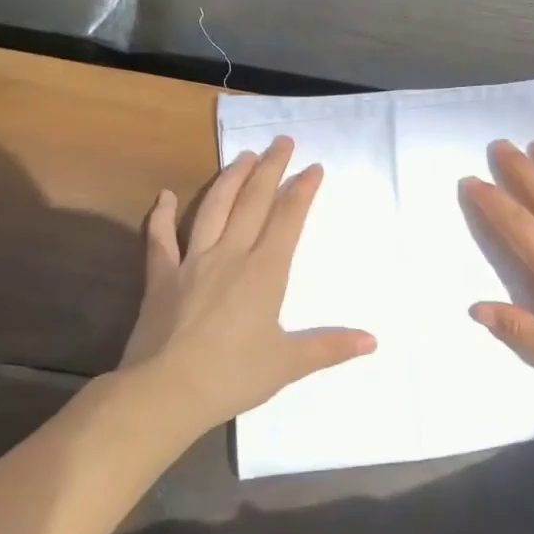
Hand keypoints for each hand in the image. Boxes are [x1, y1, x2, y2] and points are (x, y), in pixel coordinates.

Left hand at [118, 137, 375, 431]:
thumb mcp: (288, 364)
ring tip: (242, 156)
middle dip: (270, 169)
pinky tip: (165, 196)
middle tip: (281, 142)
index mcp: (264, 272)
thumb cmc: (232, 376)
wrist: (164, 392)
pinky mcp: (160, 277)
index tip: (314, 167)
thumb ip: (330, 347)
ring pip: (213, 209)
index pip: (288, 219)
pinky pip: (161, 239)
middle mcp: (230, 255)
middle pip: (253, 202)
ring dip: (229, 179)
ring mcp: (192, 262)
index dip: (302, 191)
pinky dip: (161, 215)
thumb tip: (373, 341)